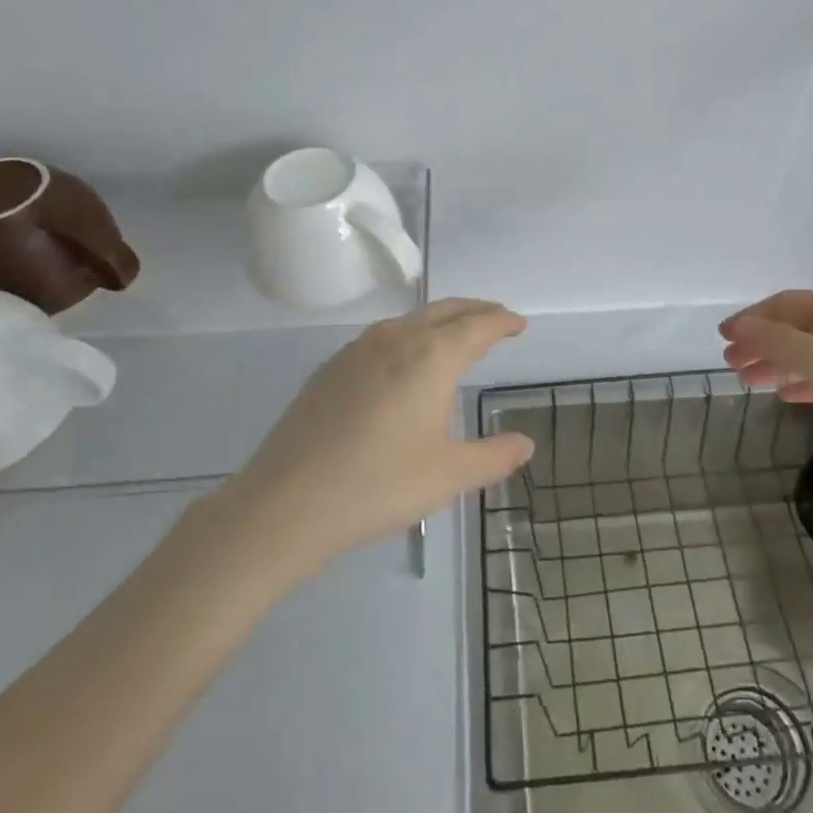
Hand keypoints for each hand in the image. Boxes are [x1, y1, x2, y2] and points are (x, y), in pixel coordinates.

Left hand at [233, 299, 534, 567]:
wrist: (287, 502)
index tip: (519, 324)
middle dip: (475, 310)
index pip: (477, 326)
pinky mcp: (331, 367)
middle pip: (445, 310)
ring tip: (455, 335)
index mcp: (432, 357)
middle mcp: (397, 339)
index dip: (502, 321)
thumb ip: (493, 456)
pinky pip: (383, 335)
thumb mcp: (448, 476)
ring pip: (411, 319)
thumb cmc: (379, 485)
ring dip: (440, 319)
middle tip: (496, 317)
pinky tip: (404, 361)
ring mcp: (358, 349)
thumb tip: (525, 445)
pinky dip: (409, 334)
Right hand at [720, 290, 812, 485]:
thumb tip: (741, 325)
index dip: (751, 318)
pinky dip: (804, 381)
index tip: (722, 338)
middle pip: (797, 327)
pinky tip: (787, 395)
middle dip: (761, 342)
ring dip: (778, 363)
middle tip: (730, 364)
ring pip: (811, 352)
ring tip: (749, 381)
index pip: (786, 304)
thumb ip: (779, 342)